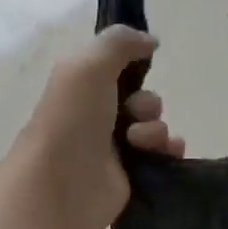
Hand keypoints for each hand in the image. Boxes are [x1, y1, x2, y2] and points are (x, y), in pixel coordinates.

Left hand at [16, 26, 184, 228]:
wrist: (59, 186)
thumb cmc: (70, 121)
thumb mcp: (87, 65)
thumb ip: (119, 42)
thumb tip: (151, 41)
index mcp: (83, 88)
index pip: (119, 69)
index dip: (135, 66)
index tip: (143, 66)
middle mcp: (98, 116)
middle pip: (143, 99)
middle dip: (147, 103)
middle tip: (132, 115)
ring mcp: (115, 150)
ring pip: (155, 128)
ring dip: (155, 130)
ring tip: (138, 143)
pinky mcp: (131, 177)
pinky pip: (163, 156)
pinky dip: (168, 151)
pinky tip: (165, 154)